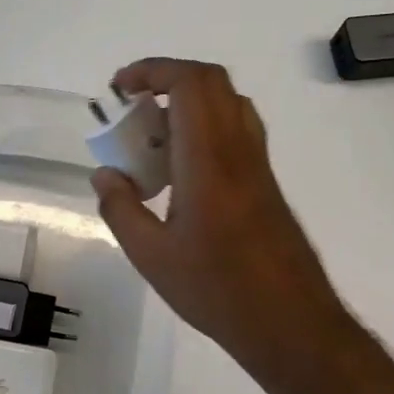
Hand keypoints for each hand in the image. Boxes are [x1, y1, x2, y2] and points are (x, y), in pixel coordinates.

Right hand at [92, 59, 347, 387]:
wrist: (289, 322)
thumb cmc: (217, 290)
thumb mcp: (151, 256)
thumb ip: (121, 208)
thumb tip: (104, 175)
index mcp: (209, 161)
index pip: (190, 84)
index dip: (152, 71)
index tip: (119, 89)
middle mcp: (239, 150)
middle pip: (211, 83)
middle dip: (166, 79)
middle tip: (132, 108)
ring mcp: (257, 165)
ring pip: (227, 104)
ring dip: (187, 103)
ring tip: (152, 138)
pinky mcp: (265, 183)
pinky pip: (234, 132)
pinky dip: (203, 128)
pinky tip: (180, 171)